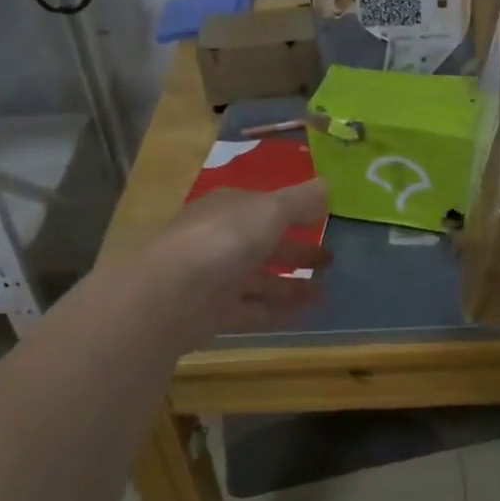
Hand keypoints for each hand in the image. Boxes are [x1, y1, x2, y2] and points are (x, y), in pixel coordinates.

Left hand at [144, 180, 331, 341]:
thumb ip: (300, 200)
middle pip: (263, 244)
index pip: (264, 206)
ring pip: (257, 279)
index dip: (293, 211)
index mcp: (228, 208)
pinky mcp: (210, 314)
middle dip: (295, 250)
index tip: (323, 220)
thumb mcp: (270, 210)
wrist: (169, 295)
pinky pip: (250, 310)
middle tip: (330, 260)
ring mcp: (212, 279)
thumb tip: (328, 185)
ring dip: (289, 285)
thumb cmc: (224, 239)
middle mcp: (218, 239)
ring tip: (323, 291)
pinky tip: (302, 315)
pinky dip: (274, 311)